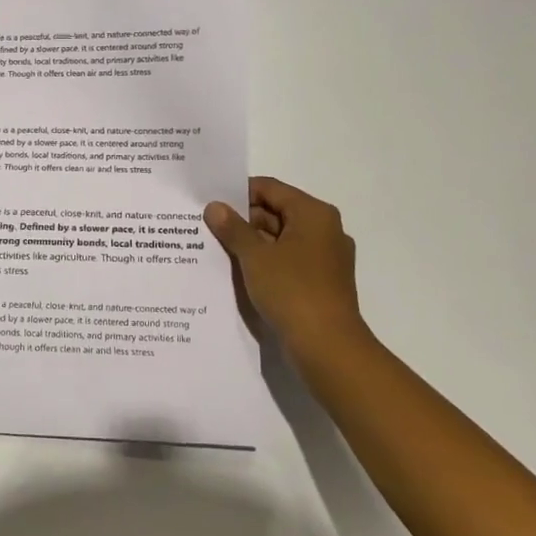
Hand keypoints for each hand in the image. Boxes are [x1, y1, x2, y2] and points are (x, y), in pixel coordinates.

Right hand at [204, 177, 372, 363]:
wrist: (327, 347)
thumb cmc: (292, 291)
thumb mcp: (255, 257)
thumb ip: (233, 228)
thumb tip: (214, 207)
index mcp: (313, 214)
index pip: (270, 189)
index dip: (238, 193)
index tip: (210, 204)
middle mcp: (324, 230)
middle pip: (276, 212)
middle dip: (243, 220)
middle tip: (208, 228)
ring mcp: (325, 257)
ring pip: (281, 239)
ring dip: (252, 243)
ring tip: (217, 249)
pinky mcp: (320, 281)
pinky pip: (287, 261)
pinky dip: (265, 262)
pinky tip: (239, 272)